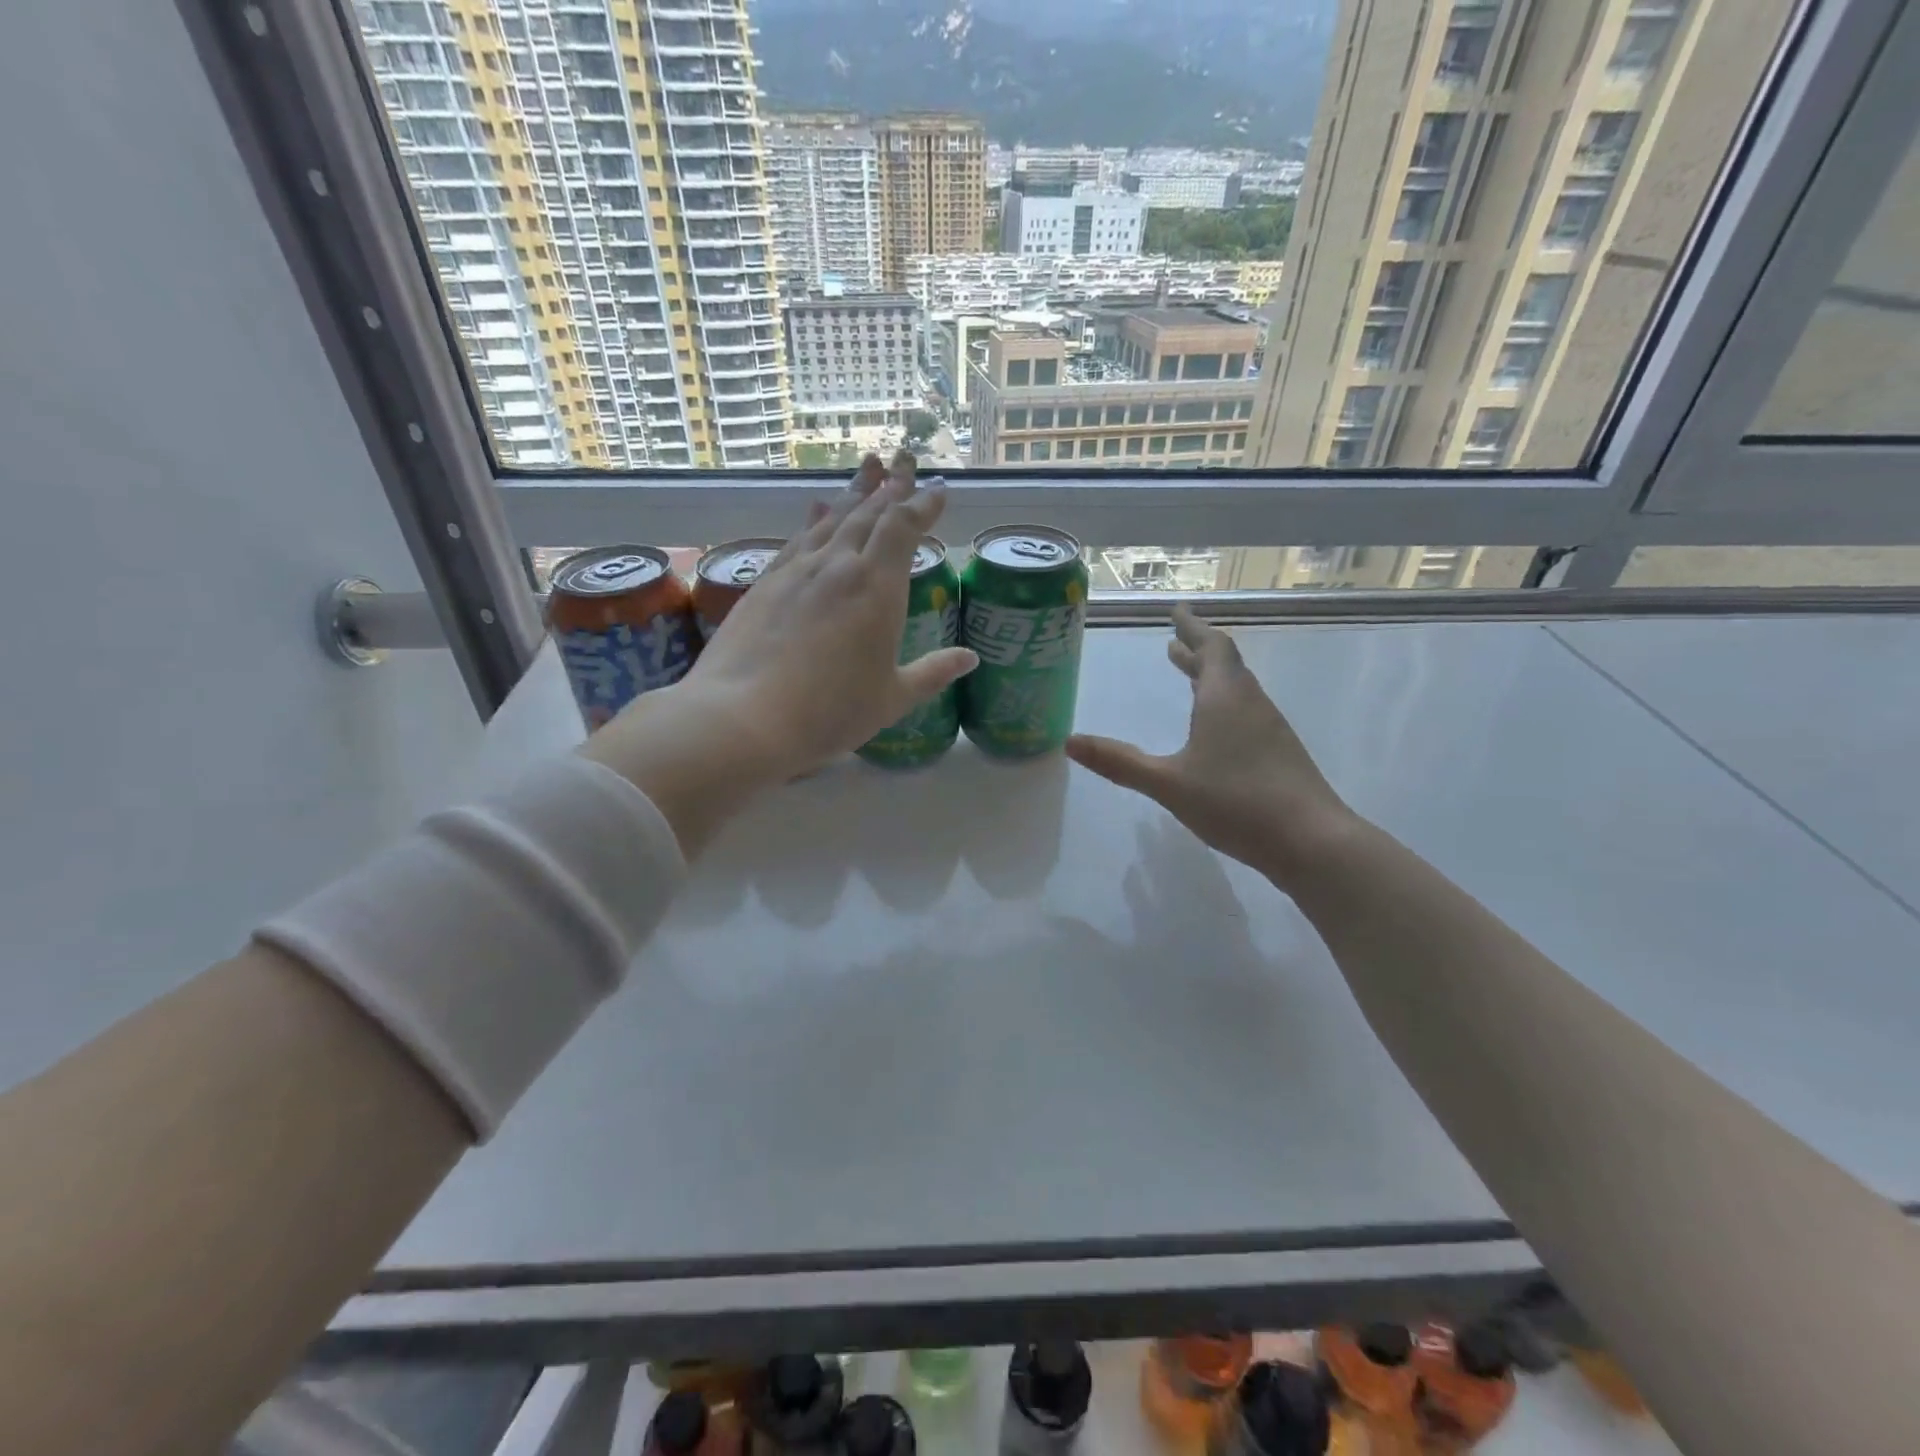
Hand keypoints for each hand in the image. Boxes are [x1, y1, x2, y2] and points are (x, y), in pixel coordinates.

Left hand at [581, 453, 976, 851]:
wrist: (743, 718)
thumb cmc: (829, 713)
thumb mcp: (892, 698)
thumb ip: (932, 673)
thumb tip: (969, 658)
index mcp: (877, 588)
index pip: (904, 528)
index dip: (923, 504)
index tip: (938, 487)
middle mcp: (838, 566)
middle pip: (869, 512)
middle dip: (891, 485)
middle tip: (904, 460)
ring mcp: (797, 570)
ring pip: (832, 518)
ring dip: (854, 491)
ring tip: (869, 466)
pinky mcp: (765, 582)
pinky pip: (798, 538)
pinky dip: (813, 518)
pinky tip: (816, 508)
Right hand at [1065, 605, 1356, 885]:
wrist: (1312, 841)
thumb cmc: (1235, 802)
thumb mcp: (1168, 783)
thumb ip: (1119, 762)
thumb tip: (1070, 741)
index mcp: (1224, 698)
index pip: (1210, 647)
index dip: (1192, 627)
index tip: (1178, 610)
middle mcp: (1250, 704)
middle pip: (1225, 664)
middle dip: (1198, 650)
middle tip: (1175, 642)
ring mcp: (1270, 728)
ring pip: (1237, 688)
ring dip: (1211, 676)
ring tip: (1187, 676)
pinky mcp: (1279, 753)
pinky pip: (1245, 711)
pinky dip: (1223, 702)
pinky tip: (1215, 728)